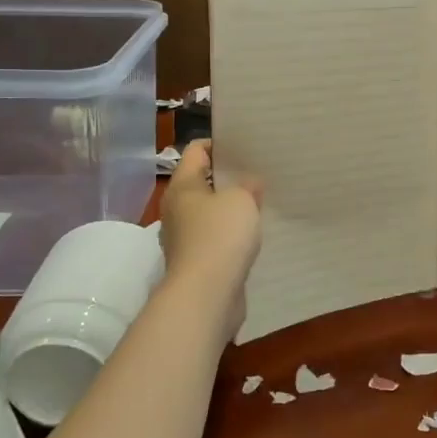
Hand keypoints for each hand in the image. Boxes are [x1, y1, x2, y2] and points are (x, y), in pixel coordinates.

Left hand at [159, 141, 261, 319]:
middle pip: (202, 183)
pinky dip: (231, 236)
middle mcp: (177, 209)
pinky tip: (253, 236)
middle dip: (228, 178)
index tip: (246, 146)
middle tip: (258, 174)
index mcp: (182, 186)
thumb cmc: (220, 235)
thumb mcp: (242, 199)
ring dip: (230, 210)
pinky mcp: (196, 263)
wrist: (206, 294)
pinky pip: (215, 239)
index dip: (220, 143)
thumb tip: (248, 185)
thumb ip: (247, 185)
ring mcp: (184, 238)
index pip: (196, 151)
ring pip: (209, 213)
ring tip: (260, 204)